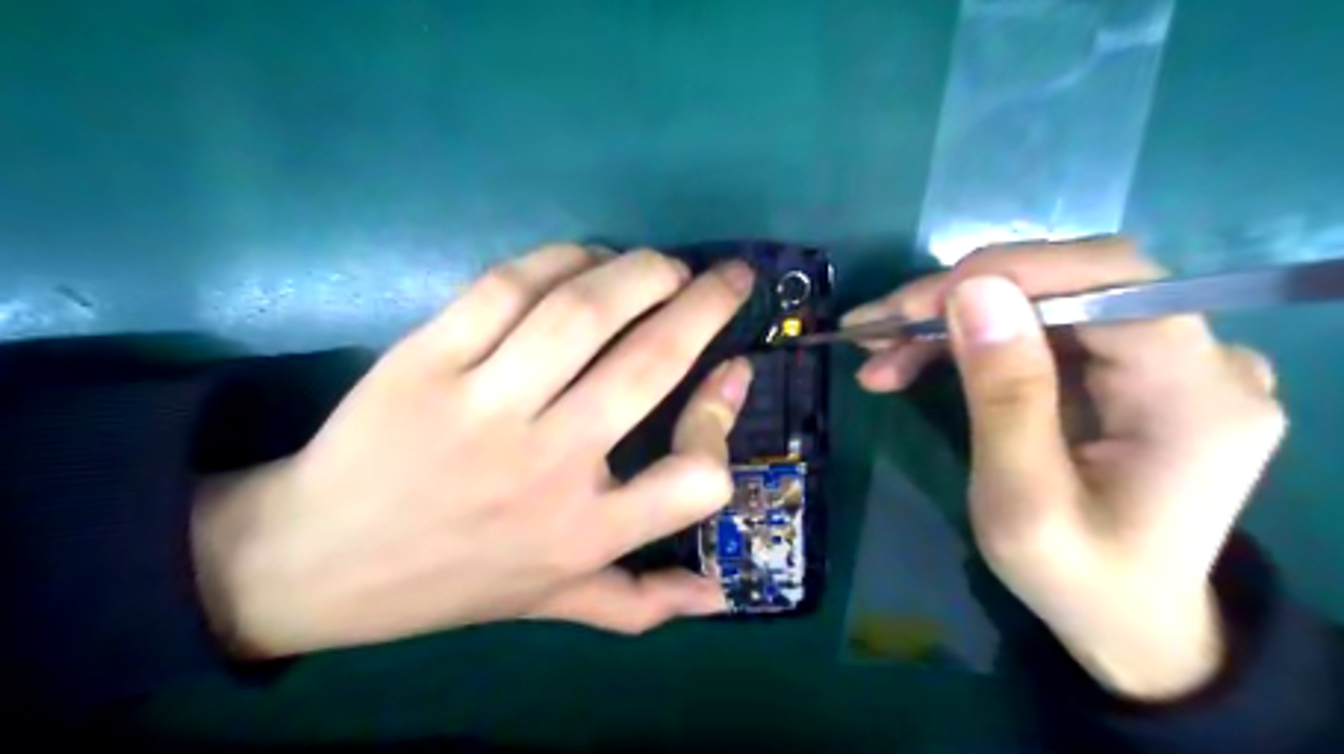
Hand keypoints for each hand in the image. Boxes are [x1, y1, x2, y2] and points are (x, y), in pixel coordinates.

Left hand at [191, 246, 753, 656]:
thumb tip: (719, 594)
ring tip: (663, 265)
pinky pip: (506, 288)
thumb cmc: (452, 580)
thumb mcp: (553, 603)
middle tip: (730, 276)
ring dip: (640, 271)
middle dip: (705, 304)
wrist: (315, 561)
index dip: (725, 416)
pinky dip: (560, 260)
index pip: (696, 478)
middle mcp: (547, 466)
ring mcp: (483, 407)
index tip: (734, 371)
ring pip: (582, 312)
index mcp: (585, 533)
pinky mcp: (424, 360)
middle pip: (650, 363)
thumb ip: (641, 604)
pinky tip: (585, 259)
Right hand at [842, 236, 1283, 701]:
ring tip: (879, 352)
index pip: (1110, 279)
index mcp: (1195, 394)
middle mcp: (1200, 358)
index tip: (913, 305)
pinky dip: (971, 338)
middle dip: (961, 297)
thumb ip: (1005, 396)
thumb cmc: (1079, 579)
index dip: (1006, 272)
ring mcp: (1165, 360)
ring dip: (952, 320)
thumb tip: (972, 289)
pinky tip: (914, 360)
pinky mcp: (1127, 369)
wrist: (1130, 621)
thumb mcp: (1024, 503)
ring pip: (1042, 300)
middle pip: (1069, 282)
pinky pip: (1040, 329)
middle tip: (877, 329)